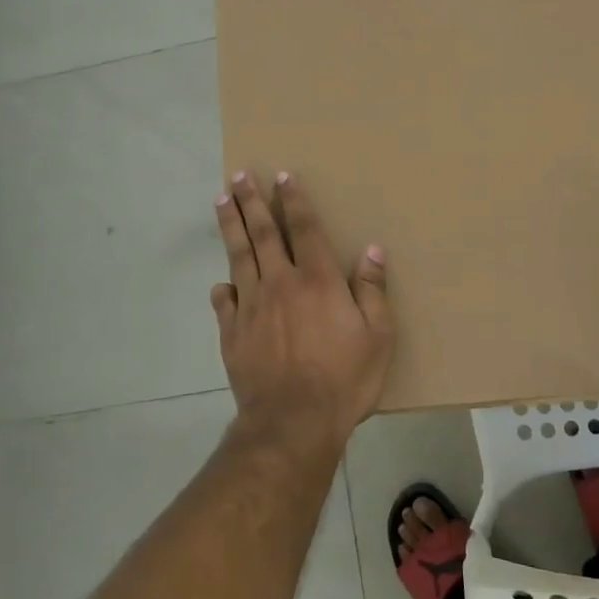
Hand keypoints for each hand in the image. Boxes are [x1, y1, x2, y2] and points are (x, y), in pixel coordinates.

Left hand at [211, 170, 394, 448]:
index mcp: (317, 280)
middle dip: (252, 201)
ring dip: (231, 226)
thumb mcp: (377, 337)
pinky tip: (221, 282)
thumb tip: (372, 249)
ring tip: (221, 201)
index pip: (304, 228)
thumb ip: (372, 290)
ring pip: (239, 256)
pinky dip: (223, 288)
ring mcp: (252, 306)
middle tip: (239, 175)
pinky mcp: (232, 332)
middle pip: (263, 233)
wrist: (293, 423)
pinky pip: (224, 301)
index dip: (294, 200)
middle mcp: (280, 283)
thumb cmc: (343, 380)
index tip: (282, 175)